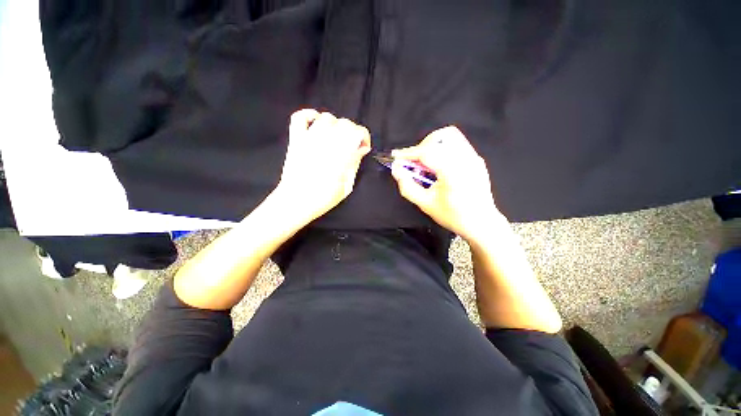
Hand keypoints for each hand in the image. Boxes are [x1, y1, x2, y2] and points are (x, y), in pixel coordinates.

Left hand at [274, 109, 370, 224]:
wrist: (296, 201)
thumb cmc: (323, 198)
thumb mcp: (347, 186)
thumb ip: (355, 164)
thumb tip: (363, 148)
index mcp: (341, 155)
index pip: (357, 132)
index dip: (364, 137)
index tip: (363, 147)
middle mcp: (326, 143)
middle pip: (344, 123)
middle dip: (352, 132)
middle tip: (351, 144)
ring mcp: (309, 139)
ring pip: (327, 118)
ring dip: (335, 125)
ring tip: (335, 137)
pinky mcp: (296, 139)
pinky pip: (300, 117)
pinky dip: (309, 115)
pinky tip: (316, 122)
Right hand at [391, 126, 502, 242]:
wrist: (481, 222)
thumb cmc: (452, 216)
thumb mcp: (425, 204)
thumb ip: (407, 186)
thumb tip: (396, 169)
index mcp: (453, 172)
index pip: (428, 152)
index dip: (408, 153)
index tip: (396, 156)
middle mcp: (466, 159)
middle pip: (441, 137)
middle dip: (422, 146)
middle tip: (414, 162)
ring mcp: (474, 157)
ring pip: (450, 136)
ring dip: (433, 145)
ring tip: (426, 162)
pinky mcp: (476, 159)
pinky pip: (457, 144)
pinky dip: (442, 149)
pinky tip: (438, 165)